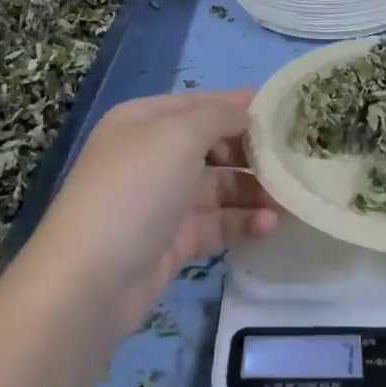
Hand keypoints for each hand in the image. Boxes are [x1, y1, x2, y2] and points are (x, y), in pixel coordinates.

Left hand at [26, 90, 278, 336]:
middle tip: (295, 160)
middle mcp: (152, 155)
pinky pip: (215, 223)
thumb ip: (218, 116)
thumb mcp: (178, 135)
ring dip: (254, 190)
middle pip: (213, 145)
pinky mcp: (172, 242)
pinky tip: (270, 226)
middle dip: (253, 152)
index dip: (240, 105)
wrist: (89, 282)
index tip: (286, 112)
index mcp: (145, 121)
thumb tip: (246, 113)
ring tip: (291, 200)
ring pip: (219, 186)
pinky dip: (242, 222)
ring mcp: (161, 200)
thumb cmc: (135, 190)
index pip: (201, 104)